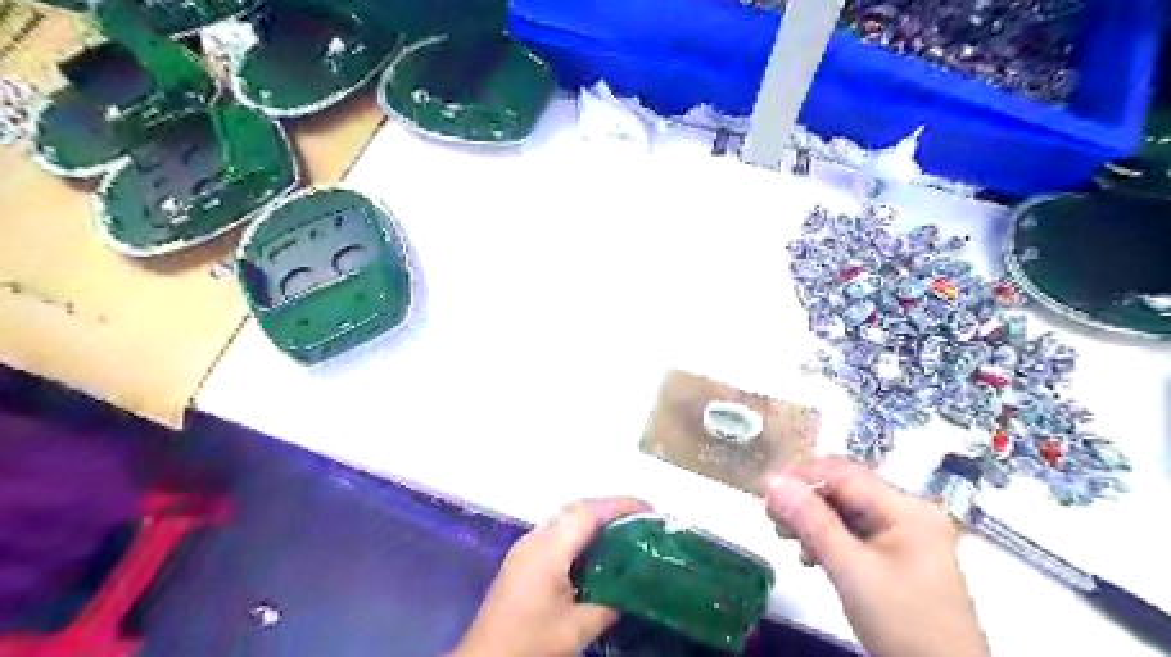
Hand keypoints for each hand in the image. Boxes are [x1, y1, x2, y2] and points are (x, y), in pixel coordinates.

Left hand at [449, 498, 650, 656]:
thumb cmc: (530, 643)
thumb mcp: (576, 629)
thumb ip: (608, 604)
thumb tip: (633, 588)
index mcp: (548, 550)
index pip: (588, 513)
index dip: (619, 505)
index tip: (649, 509)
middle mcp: (535, 539)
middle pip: (576, 509)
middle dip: (609, 507)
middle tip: (642, 518)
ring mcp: (526, 547)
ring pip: (565, 518)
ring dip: (595, 517)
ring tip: (625, 528)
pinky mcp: (522, 559)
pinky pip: (557, 531)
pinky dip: (580, 531)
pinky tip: (596, 548)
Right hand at [770, 457, 984, 656]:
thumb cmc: (902, 624)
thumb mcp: (851, 570)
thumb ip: (811, 521)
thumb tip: (772, 481)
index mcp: (906, 508)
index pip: (843, 474)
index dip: (801, 475)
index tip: (764, 490)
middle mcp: (907, 512)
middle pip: (844, 491)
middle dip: (804, 500)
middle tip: (770, 517)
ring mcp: (905, 535)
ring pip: (846, 512)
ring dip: (812, 520)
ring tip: (784, 536)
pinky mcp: (897, 556)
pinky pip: (854, 533)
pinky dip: (828, 538)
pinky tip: (809, 555)